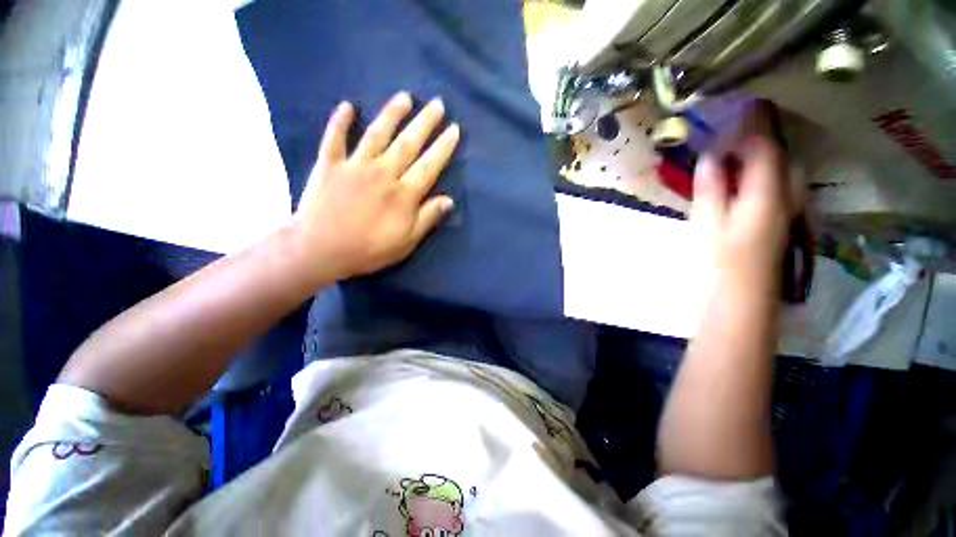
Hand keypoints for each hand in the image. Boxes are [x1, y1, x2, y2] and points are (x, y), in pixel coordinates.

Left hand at [290, 92, 459, 283]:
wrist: (321, 250)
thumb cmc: (369, 249)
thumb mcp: (407, 241)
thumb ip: (428, 218)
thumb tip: (449, 200)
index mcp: (403, 194)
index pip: (429, 166)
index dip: (443, 147)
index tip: (454, 129)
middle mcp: (383, 173)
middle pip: (408, 143)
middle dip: (425, 123)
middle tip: (437, 104)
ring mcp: (355, 166)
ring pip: (377, 134)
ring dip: (392, 114)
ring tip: (405, 97)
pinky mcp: (330, 165)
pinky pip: (335, 138)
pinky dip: (340, 121)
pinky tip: (348, 106)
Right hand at [691, 104, 795, 286]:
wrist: (741, 299)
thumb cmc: (721, 262)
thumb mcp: (709, 223)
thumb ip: (711, 187)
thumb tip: (710, 156)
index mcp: (767, 194)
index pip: (766, 149)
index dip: (752, 126)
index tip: (737, 107)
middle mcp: (785, 197)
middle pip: (782, 157)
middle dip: (763, 138)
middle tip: (737, 129)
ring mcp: (785, 210)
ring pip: (783, 171)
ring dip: (765, 155)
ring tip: (740, 150)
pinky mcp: (778, 222)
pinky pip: (778, 186)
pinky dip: (764, 174)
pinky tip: (745, 178)